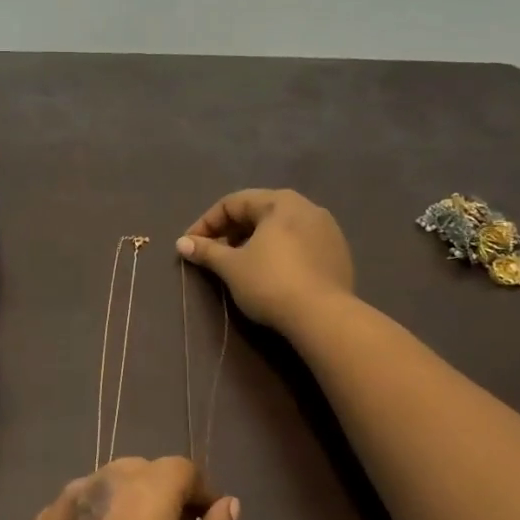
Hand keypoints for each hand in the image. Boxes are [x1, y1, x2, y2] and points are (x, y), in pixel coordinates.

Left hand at [4, 457, 237, 519]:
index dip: (200, 489)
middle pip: (137, 470)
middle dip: (162, 491)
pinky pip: (72, 508)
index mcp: (140, 499)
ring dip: (125, 501)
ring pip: (101, 484)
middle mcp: (94, 490)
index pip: (178, 468)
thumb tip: (225, 505)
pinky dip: (93, 518)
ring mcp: (56, 511)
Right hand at [177, 188, 354, 331]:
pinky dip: (279, 253)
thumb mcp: (231, 267)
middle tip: (213, 254)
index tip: (190, 246)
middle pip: (258, 212)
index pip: (232, 203)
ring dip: (254, 242)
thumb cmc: (270, 283)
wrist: (323, 317)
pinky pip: (299, 245)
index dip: (206, 223)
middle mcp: (307, 207)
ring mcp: (328, 230)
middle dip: (230, 232)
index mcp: (280, 202)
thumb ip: (206, 251)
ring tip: (239, 265)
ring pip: (280, 229)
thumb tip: (182, 243)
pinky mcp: (338, 254)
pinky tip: (270, 274)